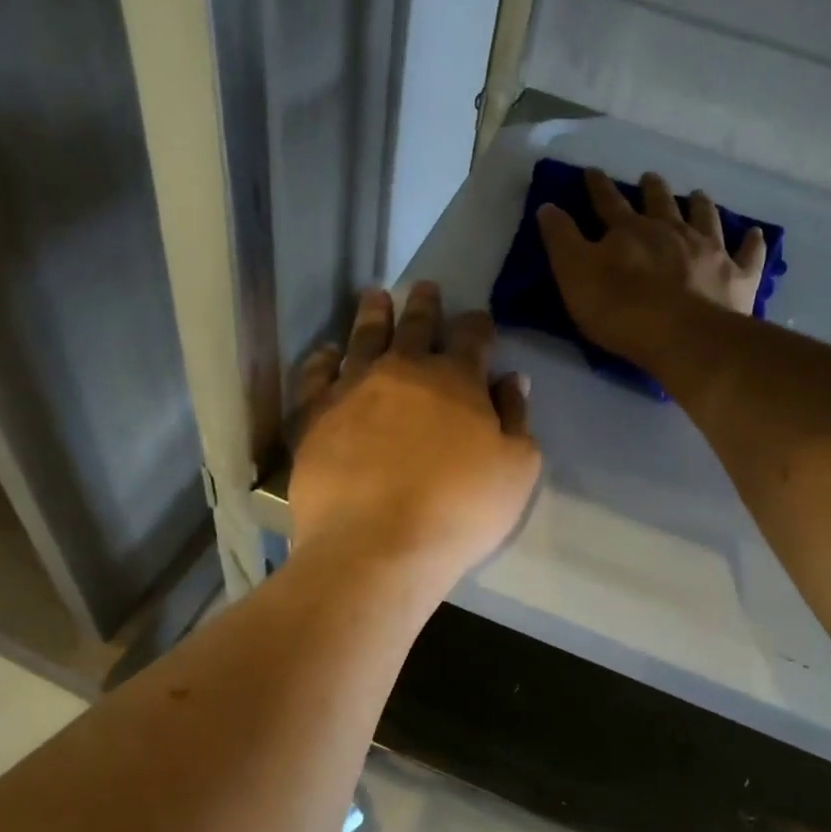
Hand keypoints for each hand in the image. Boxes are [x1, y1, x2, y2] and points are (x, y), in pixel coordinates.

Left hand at [288, 282, 540, 581]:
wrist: (376, 544)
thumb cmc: (458, 510)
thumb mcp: (516, 470)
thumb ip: (516, 419)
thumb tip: (511, 380)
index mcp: (456, 379)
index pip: (472, 336)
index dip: (478, 325)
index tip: (478, 320)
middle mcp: (403, 370)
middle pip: (415, 325)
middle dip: (423, 304)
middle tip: (423, 286)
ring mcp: (353, 389)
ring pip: (363, 337)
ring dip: (372, 313)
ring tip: (374, 296)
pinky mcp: (315, 415)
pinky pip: (315, 375)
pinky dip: (322, 359)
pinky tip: (326, 353)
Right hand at [537, 167, 764, 365]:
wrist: (682, 337)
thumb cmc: (620, 309)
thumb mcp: (574, 274)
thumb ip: (561, 240)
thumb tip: (548, 206)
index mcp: (630, 231)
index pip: (608, 202)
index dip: (598, 187)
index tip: (592, 172)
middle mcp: (671, 231)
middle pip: (660, 202)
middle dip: (652, 189)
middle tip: (650, 177)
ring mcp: (709, 251)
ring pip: (705, 218)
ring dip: (699, 205)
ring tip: (697, 194)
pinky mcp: (737, 277)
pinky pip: (748, 255)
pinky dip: (751, 243)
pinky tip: (755, 233)